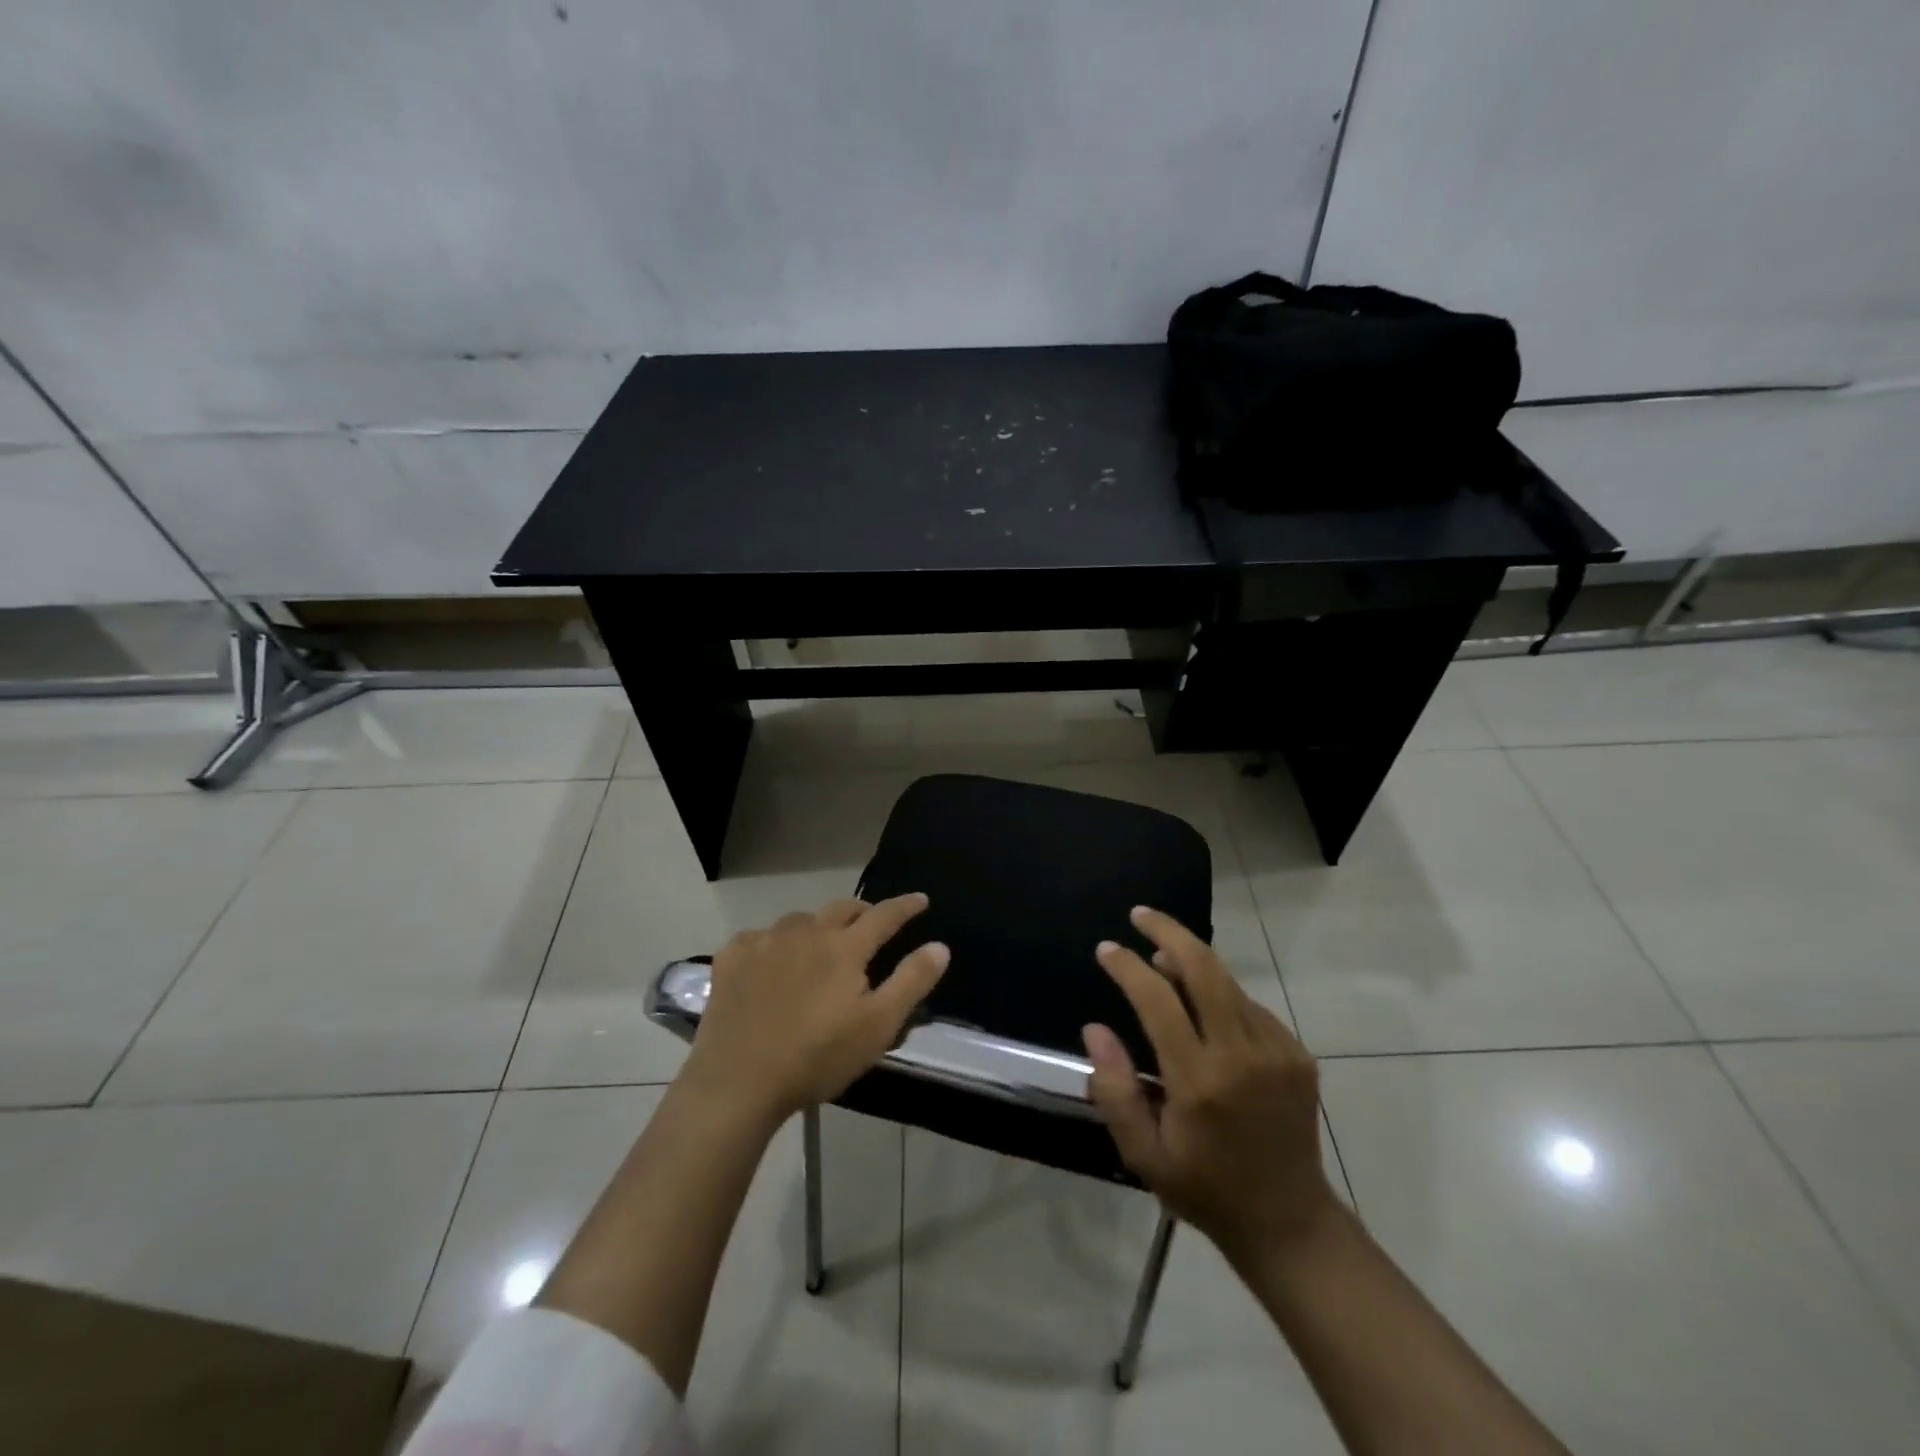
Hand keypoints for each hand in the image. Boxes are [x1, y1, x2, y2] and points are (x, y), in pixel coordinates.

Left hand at [681, 894, 949, 1124]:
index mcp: (845, 948)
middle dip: (862, 911)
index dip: (906, 906)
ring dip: (817, 927)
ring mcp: (765, 941)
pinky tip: (771, 964)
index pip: (884, 916)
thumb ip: (911, 981)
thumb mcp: (877, 1026)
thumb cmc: (817, 1057)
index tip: (921, 899)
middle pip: (841, 909)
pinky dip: (774, 944)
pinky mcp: (732, 957)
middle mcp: (806, 932)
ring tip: (820, 947)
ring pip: (800, 921)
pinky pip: (760, 937)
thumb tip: (940, 946)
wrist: (738, 1081)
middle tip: (871, 923)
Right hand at [1084, 906, 1336, 1268]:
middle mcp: (1242, 1055)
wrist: (1289, 1222)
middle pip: (1204, 967)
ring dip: (1192, 961)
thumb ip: (1114, 1089)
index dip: (1128, 966)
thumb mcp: (1143, 1153)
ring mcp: (1277, 1051)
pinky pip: (1249, 1006)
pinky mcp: (1297, 1055)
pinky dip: (1219, 994)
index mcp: (1199, 1081)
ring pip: (1228, 982)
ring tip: (1161, 957)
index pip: (1158, 999)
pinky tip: (1203, 1008)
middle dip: (1168, 931)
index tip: (1106, 950)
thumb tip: (1095, 1028)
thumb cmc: (1204, 1188)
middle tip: (1139, 915)